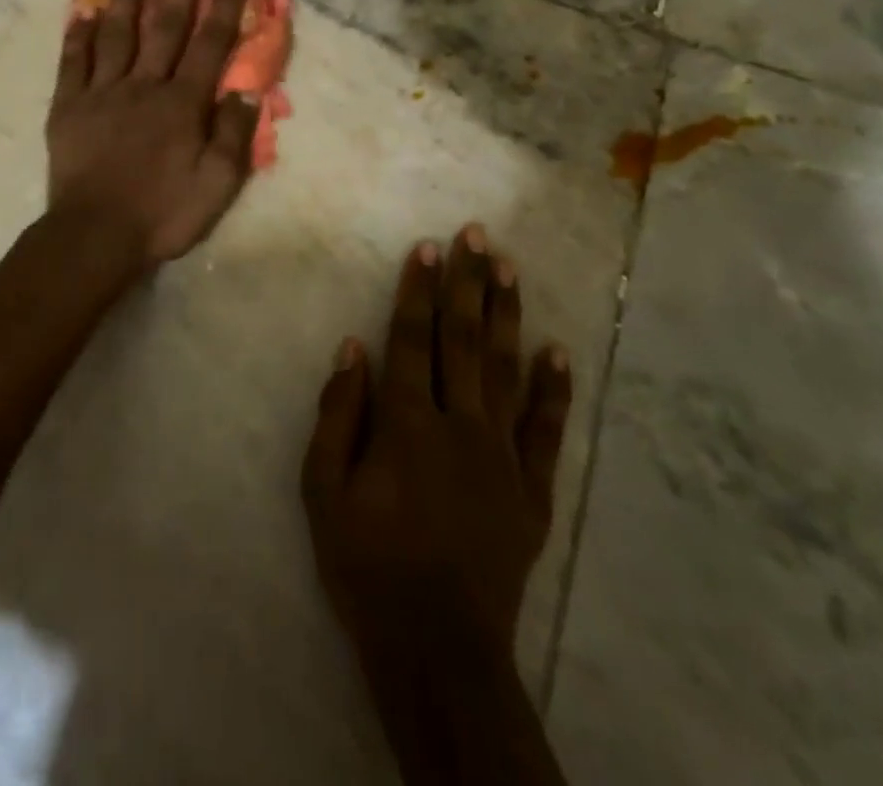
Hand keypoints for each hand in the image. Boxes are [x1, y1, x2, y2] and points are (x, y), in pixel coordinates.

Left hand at [46, 0, 261, 268]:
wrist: (94, 236)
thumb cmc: (162, 213)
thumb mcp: (217, 185)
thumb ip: (233, 135)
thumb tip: (248, 89)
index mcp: (182, 103)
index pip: (209, 44)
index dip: (223, 6)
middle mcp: (144, 85)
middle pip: (166, 25)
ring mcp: (102, 91)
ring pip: (118, 32)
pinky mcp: (68, 105)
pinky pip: (74, 60)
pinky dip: (79, 33)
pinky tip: (83, 8)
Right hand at [302, 225, 573, 671]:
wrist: (437, 648)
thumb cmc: (368, 564)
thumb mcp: (323, 493)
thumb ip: (336, 415)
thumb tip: (352, 349)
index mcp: (406, 424)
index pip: (411, 340)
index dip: (418, 291)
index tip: (428, 248)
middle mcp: (458, 426)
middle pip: (463, 340)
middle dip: (468, 283)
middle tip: (477, 235)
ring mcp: (502, 456)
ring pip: (505, 371)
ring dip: (507, 316)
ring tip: (510, 269)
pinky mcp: (532, 490)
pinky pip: (547, 431)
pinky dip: (554, 389)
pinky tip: (559, 352)